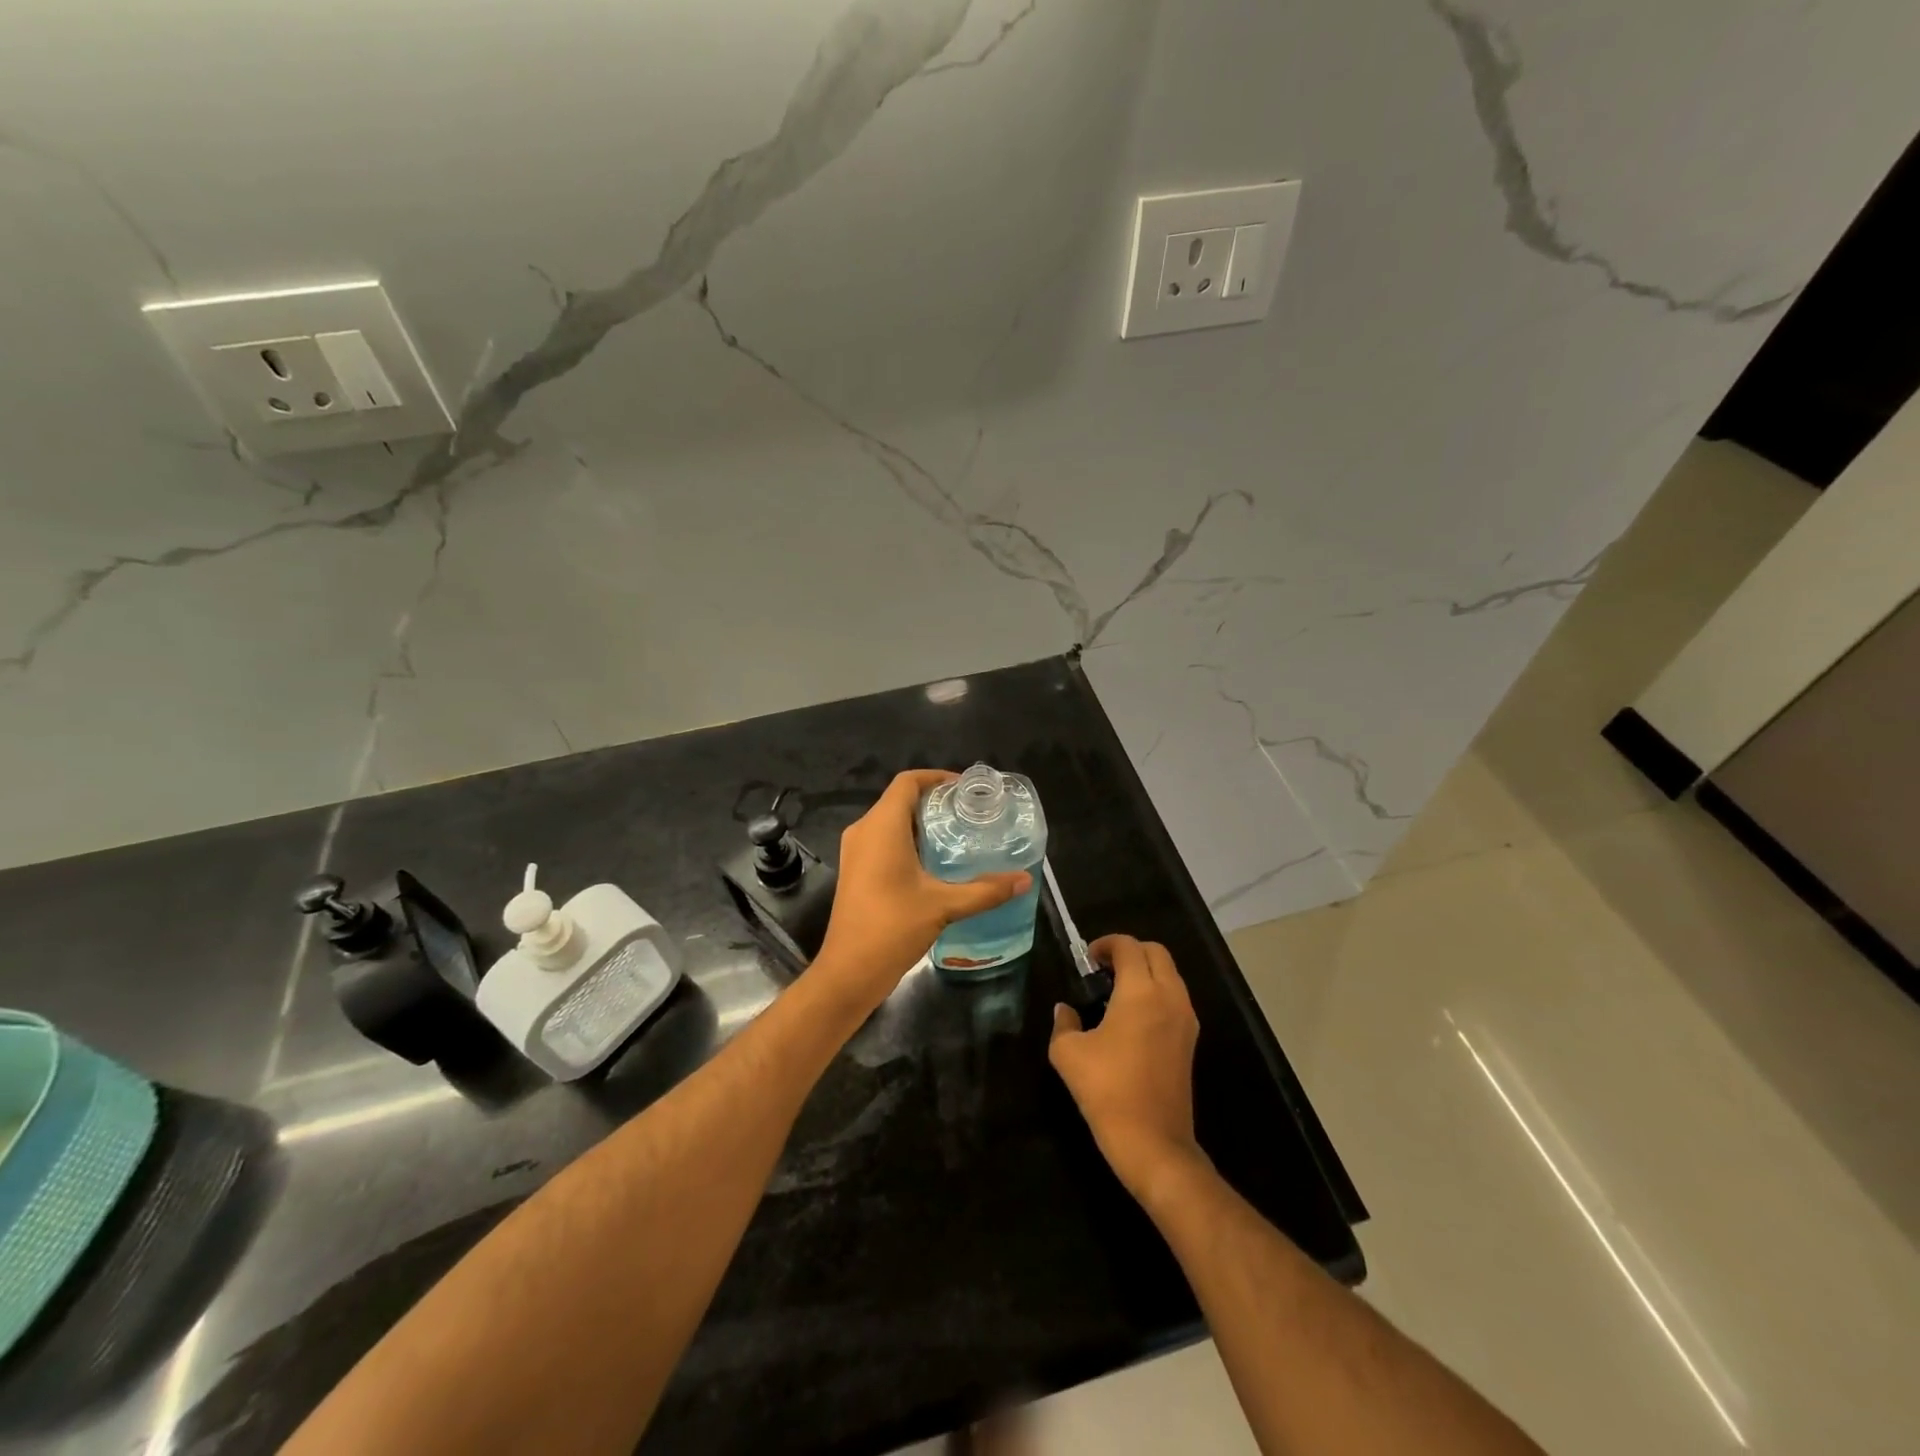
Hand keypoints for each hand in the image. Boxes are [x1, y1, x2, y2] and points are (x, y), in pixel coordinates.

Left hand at [814, 770, 1031, 1011]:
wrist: (848, 972)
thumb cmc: (893, 927)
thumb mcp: (944, 906)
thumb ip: (985, 891)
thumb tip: (1024, 880)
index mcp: (881, 826)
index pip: (907, 782)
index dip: (936, 778)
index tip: (966, 789)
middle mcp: (864, 831)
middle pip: (900, 800)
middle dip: (934, 802)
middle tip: (969, 814)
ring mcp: (855, 852)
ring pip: (890, 822)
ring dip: (921, 823)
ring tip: (958, 835)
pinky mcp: (855, 871)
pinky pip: (883, 841)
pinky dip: (908, 841)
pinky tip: (934, 862)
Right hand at [1049, 935, 1205, 1204]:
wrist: (1153, 1142)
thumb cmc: (1107, 1090)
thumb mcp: (1068, 1053)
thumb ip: (1064, 1023)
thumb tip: (1065, 1010)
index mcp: (1141, 992)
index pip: (1129, 946)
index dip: (1106, 944)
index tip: (1087, 959)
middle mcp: (1169, 997)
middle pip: (1156, 953)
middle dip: (1130, 951)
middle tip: (1102, 968)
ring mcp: (1186, 1020)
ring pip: (1170, 975)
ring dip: (1145, 971)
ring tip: (1115, 991)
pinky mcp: (1190, 1042)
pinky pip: (1175, 999)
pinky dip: (1156, 992)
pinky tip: (1131, 1017)